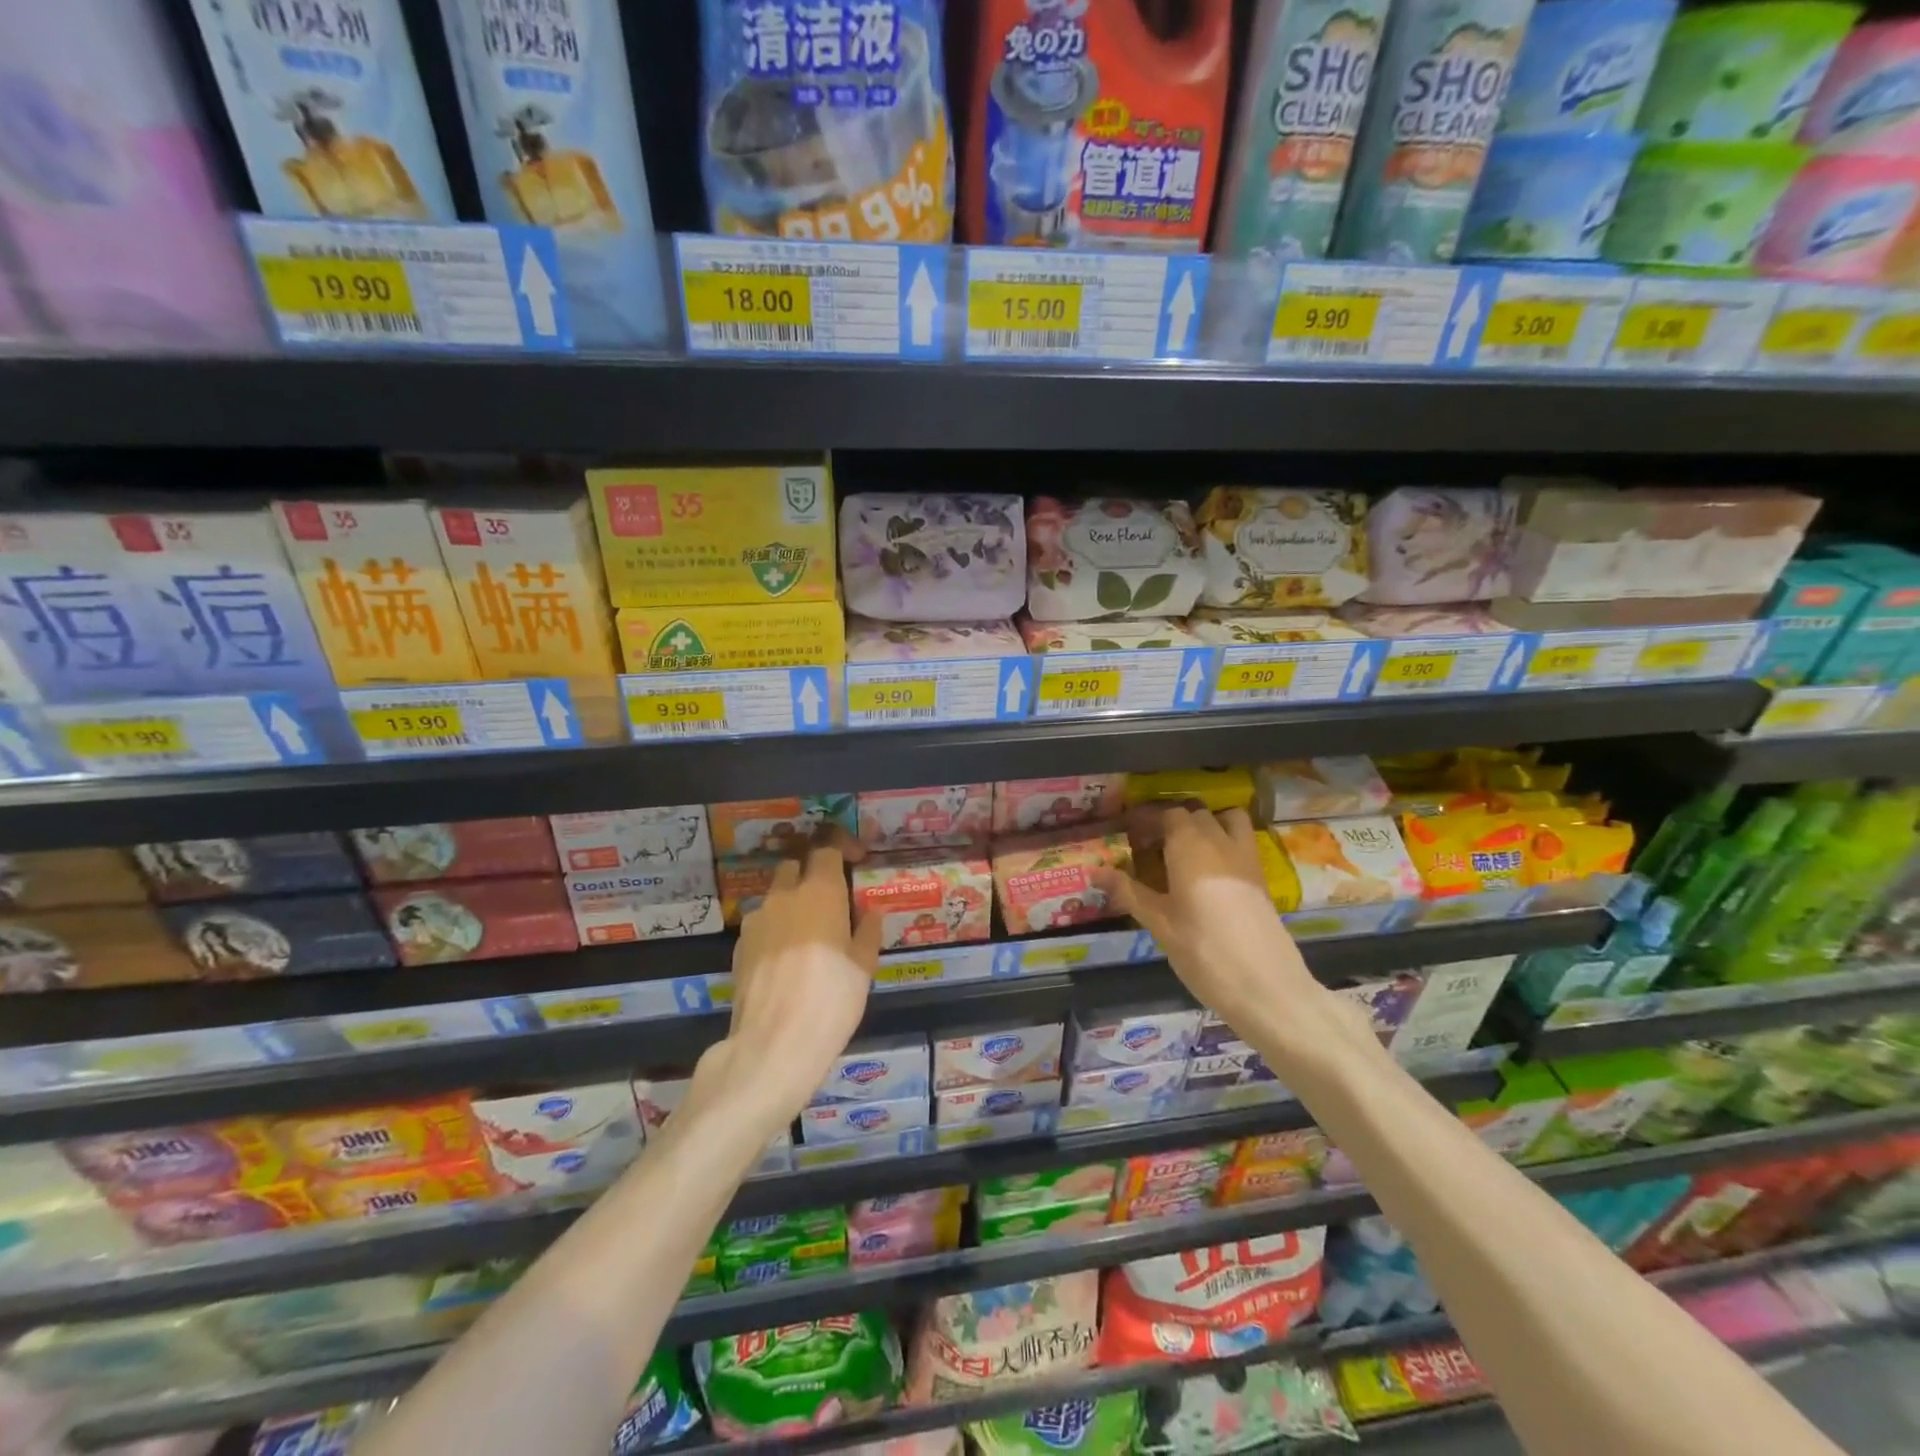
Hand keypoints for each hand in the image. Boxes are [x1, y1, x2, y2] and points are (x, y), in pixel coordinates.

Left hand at [696, 837, 880, 1135]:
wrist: (774, 1044)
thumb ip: (867, 932)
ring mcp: (757, 920)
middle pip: (795, 865)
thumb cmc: (831, 999)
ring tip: (810, 933)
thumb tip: (870, 913)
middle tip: (832, 897)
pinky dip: (776, 927)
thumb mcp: (864, 967)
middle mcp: (785, 895)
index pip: (827, 849)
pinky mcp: (740, 946)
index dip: (842, 848)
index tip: (856, 860)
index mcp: (820, 892)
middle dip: (812, 872)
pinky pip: (762, 922)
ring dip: (792, 901)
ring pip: (776, 895)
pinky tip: (788, 958)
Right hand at [1099, 806, 1311, 1031]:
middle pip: (1196, 814)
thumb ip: (1128, 892)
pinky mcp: (1261, 879)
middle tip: (1151, 848)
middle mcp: (1220, 842)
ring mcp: (1246, 858)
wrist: (1266, 986)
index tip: (1130, 836)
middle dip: (1173, 822)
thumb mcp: (1159, 923)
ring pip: (1228, 820)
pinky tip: (1210, 875)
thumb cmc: (1203, 951)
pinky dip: (1226, 843)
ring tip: (1187, 851)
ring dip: (1208, 824)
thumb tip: (1094, 871)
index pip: (1168, 814)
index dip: (1148, 820)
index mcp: (1190, 846)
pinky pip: (1243, 842)